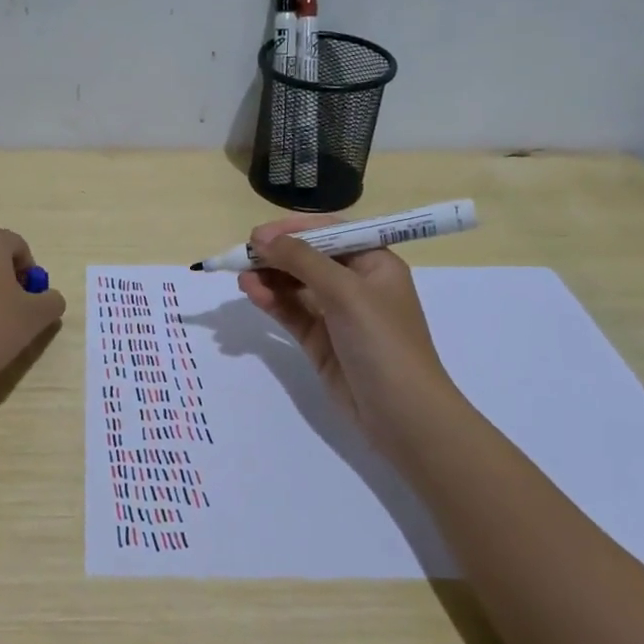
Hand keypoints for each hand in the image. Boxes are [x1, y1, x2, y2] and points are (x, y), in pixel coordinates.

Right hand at [238, 214, 458, 437]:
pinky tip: (252, 293)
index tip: (258, 234)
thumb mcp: (345, 292)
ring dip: (269, 278)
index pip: (330, 233)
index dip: (293, 229)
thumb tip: (261, 238)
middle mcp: (356, 284)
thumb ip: (302, 260)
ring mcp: (337, 314)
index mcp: (374, 263)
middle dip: (276, 255)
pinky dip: (272, 301)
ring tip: (241, 277)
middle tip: (242, 255)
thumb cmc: (383, 342)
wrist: (402, 414)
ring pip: (296, 285)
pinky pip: (291, 312)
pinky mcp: (320, 340)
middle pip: (309, 258)